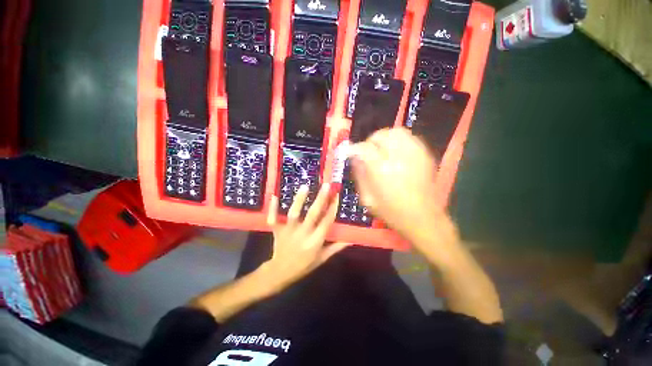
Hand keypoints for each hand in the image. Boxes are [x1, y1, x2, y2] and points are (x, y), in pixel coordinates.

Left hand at [264, 183, 348, 288]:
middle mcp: (303, 234)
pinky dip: (273, 208)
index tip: (337, 196)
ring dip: (299, 200)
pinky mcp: (277, 231)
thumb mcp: (322, 258)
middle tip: (326, 186)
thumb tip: (351, 238)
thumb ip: (336, 247)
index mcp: (315, 242)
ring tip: (305, 186)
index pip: (326, 222)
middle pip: (313, 215)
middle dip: (320, 199)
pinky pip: (273, 219)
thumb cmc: (304, 265)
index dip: (332, 209)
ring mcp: (288, 232)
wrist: (280, 273)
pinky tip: (274, 196)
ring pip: (294, 214)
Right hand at [349, 128, 445, 239]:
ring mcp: (414, 154)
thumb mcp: (367, 199)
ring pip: (397, 132)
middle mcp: (398, 157)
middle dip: (370, 141)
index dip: (353, 149)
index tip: (348, 153)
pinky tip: (395, 152)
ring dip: (385, 138)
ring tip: (381, 150)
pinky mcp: (425, 155)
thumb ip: (359, 175)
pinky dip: (398, 140)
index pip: (363, 148)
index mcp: (381, 170)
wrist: (422, 218)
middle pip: (381, 135)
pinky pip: (409, 138)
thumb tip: (354, 158)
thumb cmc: (391, 212)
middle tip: (367, 152)